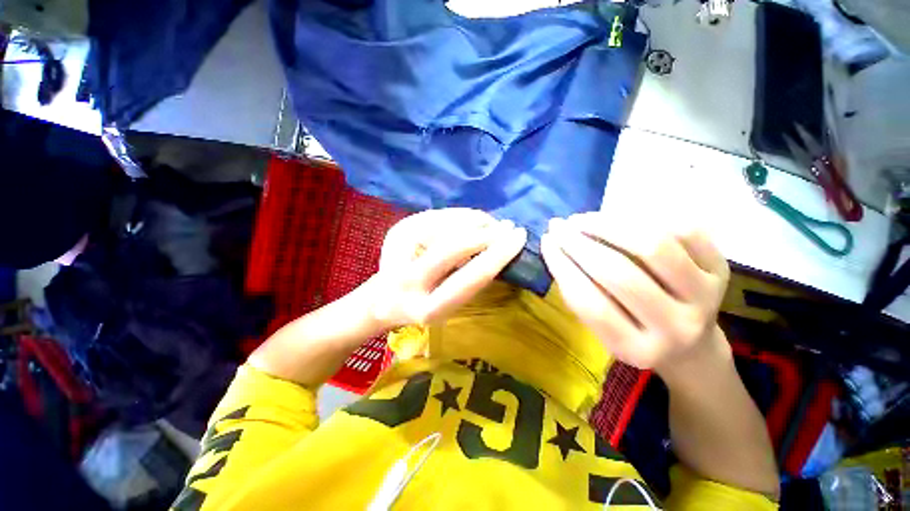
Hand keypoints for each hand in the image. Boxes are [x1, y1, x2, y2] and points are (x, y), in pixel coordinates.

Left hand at [367, 208, 526, 328]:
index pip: (470, 278)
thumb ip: (469, 281)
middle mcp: (408, 281)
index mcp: (427, 309)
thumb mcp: (449, 305)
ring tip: (490, 223)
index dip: (497, 256)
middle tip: (507, 226)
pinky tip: (470, 219)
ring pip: (445, 225)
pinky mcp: (396, 232)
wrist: (381, 299)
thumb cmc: (423, 306)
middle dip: (486, 233)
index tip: (519, 238)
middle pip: (454, 247)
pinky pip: (436, 215)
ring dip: (475, 220)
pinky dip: (458, 215)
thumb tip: (497, 248)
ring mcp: (397, 251)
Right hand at [540, 213, 729, 374]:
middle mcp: (675, 328)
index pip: (589, 302)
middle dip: (580, 243)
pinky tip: (619, 217)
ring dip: (609, 225)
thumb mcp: (602, 329)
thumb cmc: (635, 334)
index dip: (562, 266)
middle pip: (619, 274)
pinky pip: (683, 231)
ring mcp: (706, 297)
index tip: (546, 241)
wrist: (692, 347)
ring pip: (653, 246)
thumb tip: (556, 247)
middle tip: (559, 226)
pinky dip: (645, 218)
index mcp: (636, 348)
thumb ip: (579, 294)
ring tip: (583, 219)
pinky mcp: (721, 270)